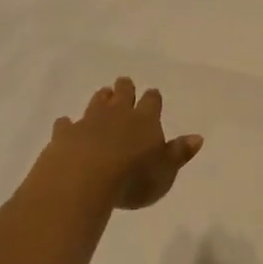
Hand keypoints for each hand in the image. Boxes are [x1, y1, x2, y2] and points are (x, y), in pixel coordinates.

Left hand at [27, 76, 202, 213]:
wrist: (82, 180)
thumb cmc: (133, 179)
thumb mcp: (165, 172)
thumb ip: (179, 154)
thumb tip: (198, 137)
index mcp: (145, 120)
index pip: (152, 102)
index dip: (153, 98)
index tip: (152, 94)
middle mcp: (117, 114)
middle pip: (123, 94)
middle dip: (125, 89)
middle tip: (124, 83)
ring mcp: (88, 122)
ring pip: (96, 103)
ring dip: (100, 98)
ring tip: (103, 94)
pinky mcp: (64, 135)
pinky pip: (65, 124)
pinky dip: (67, 124)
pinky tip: (65, 125)